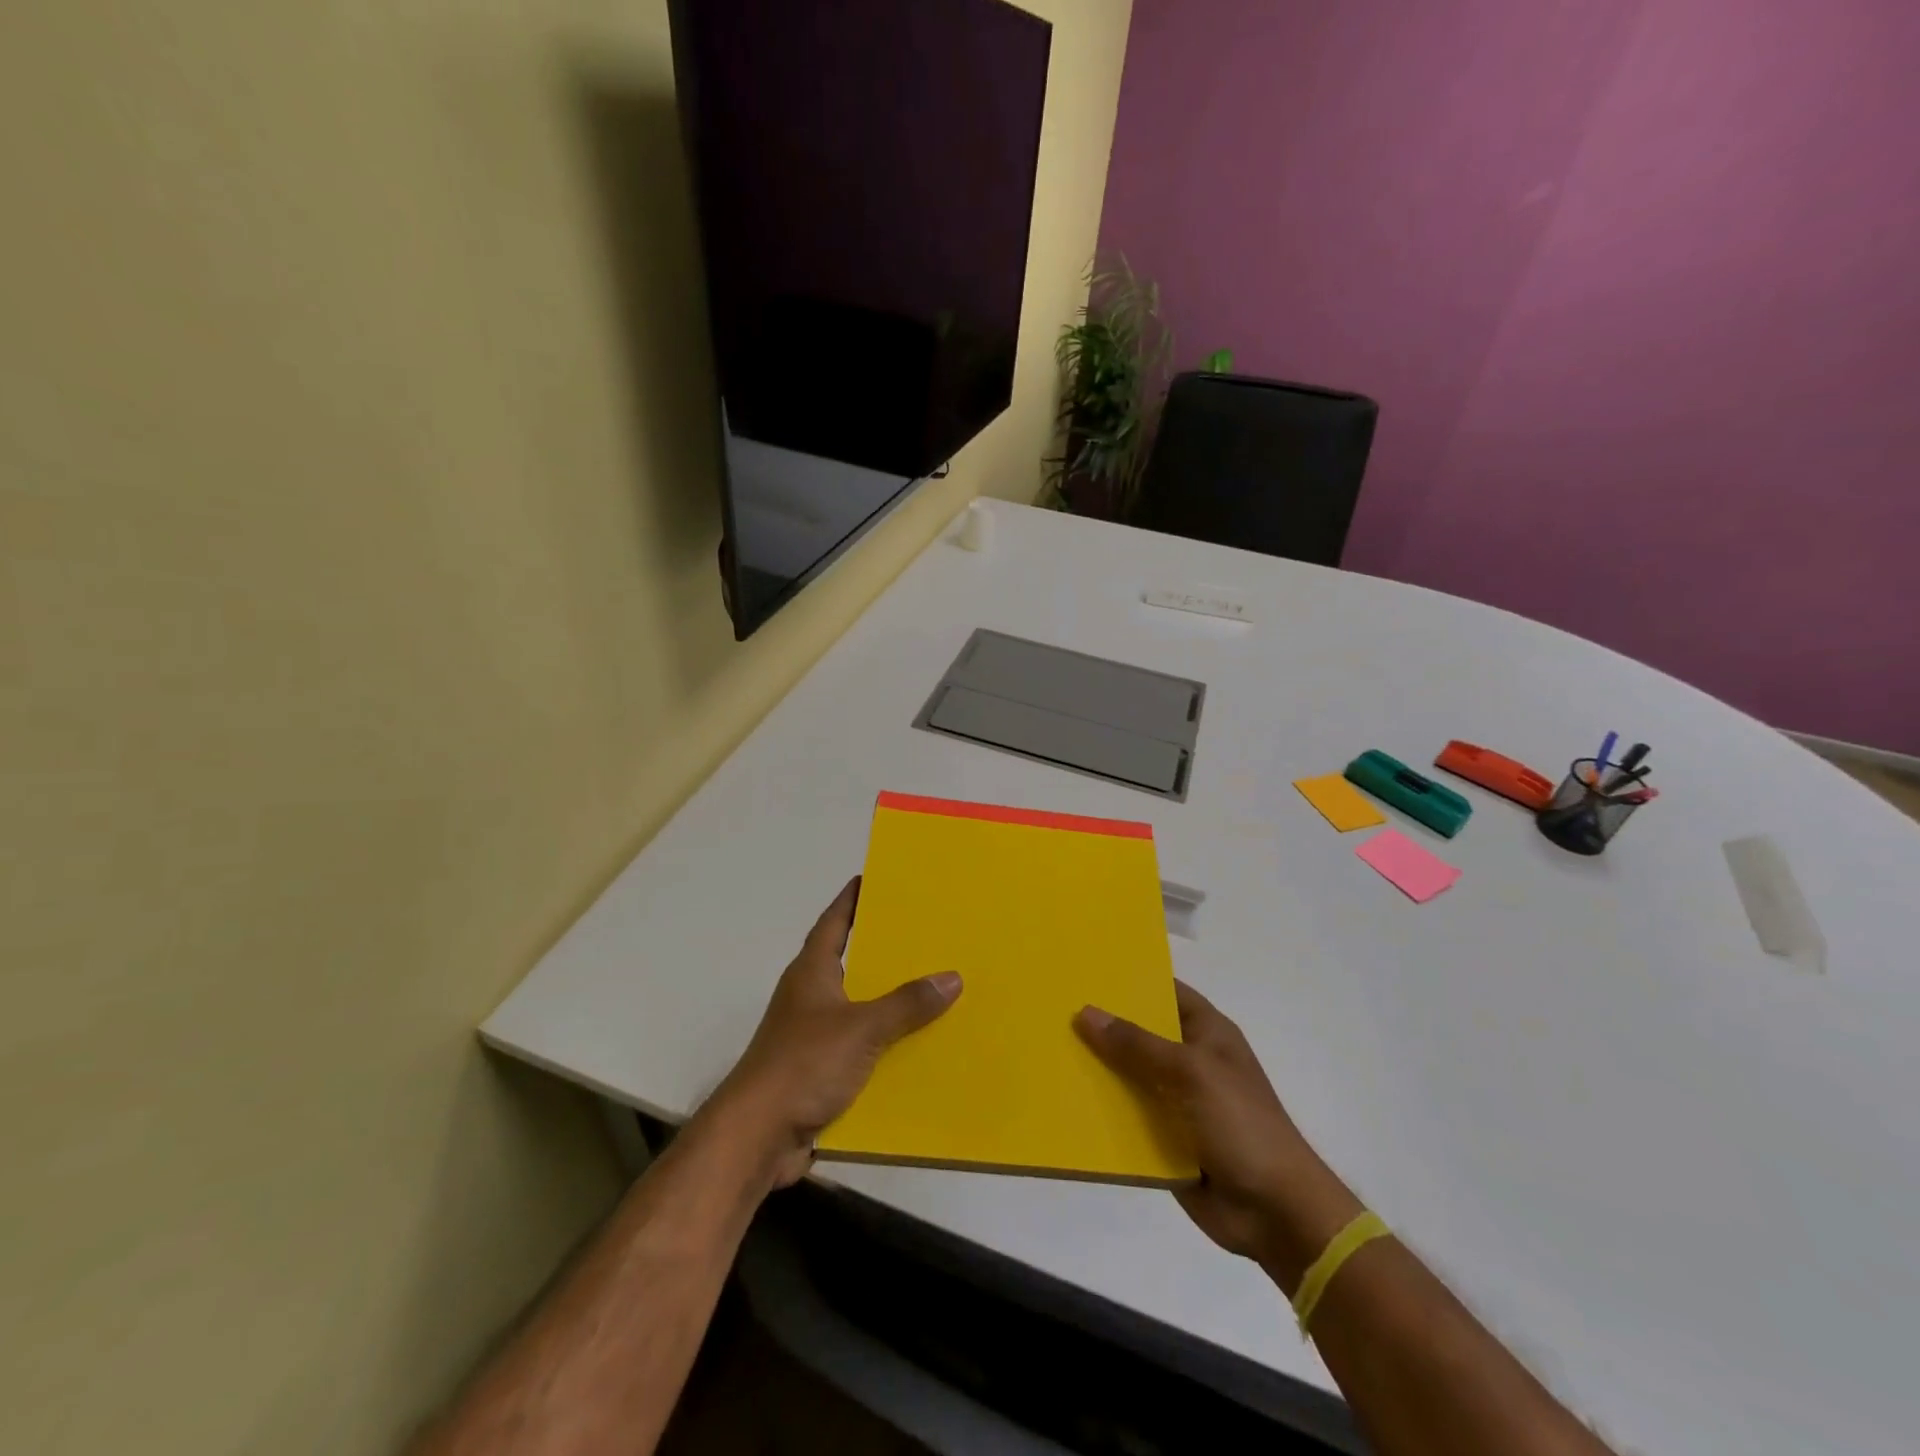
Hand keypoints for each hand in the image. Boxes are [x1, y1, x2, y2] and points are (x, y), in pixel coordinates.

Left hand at [708, 877, 961, 1189]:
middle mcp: (810, 996)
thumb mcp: (862, 1028)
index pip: (834, 921)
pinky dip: (885, 1046)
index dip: (852, 898)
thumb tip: (951, 977)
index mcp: (812, 972)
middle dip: (883, 949)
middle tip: (924, 933)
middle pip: (850, 962)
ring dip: (889, 1002)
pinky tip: (917, 1049)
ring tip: (934, 990)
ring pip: (859, 1008)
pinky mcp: (818, 1072)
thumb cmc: (803, 1064)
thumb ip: (906, 1004)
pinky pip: (860, 1048)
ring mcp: (812, 1035)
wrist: (757, 1137)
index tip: (873, 877)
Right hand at [1075, 982, 1362, 1288]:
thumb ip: (1137, 1044)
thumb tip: (1086, 1013)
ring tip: (1048, 1050)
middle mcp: (1189, 1060)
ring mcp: (1177, 1101)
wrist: (1276, 1212)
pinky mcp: (1165, 1139)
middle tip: (1052, 1008)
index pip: (1164, 991)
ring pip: (1128, 1076)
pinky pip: (1127, 1117)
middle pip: (1139, 1033)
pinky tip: (1064, 1100)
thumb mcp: (1190, 1072)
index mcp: (1206, 1032)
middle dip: (1103, 1025)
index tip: (1085, 969)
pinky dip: (1102, 1112)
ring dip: (1098, 1070)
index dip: (1130, 978)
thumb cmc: (1241, 1124)